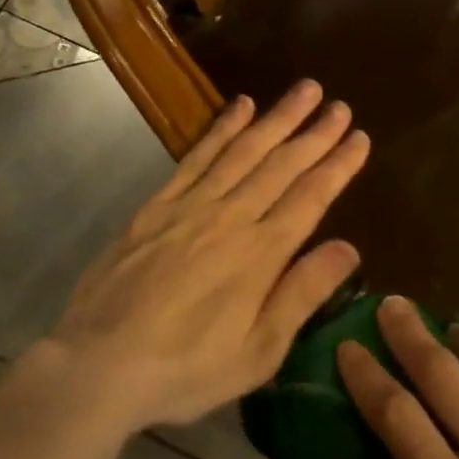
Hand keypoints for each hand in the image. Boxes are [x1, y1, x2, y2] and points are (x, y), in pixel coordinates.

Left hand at [41, 82, 368, 433]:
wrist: (98, 366)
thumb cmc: (187, 369)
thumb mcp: (258, 351)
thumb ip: (302, 294)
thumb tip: (349, 247)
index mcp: (261, 254)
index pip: (311, 197)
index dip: (339, 165)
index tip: (360, 138)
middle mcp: (231, 217)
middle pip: (282, 165)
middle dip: (315, 133)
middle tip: (340, 106)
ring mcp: (191, 206)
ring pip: (244, 150)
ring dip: (277, 118)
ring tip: (305, 90)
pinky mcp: (157, 206)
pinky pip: (197, 156)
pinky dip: (222, 128)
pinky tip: (240, 105)